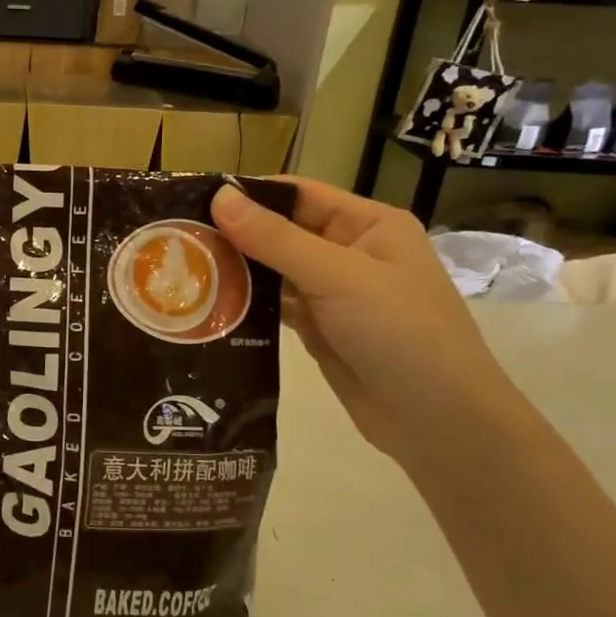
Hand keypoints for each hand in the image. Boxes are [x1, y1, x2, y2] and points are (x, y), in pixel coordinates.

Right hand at [212, 179, 514, 460]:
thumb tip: (219, 197)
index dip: (249, 195)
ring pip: (275, 272)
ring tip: (182, 269)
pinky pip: (276, 308)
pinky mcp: (320, 330)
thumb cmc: (400, 332)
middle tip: (176, 238)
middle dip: (235, 235)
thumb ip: (276, 239)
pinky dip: (247, 305)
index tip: (193, 200)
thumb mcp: (338, 277)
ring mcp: (334, 295)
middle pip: (282, 233)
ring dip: (237, 271)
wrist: (439, 421)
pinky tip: (209, 304)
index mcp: (368, 225)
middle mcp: (350, 253)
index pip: (299, 195)